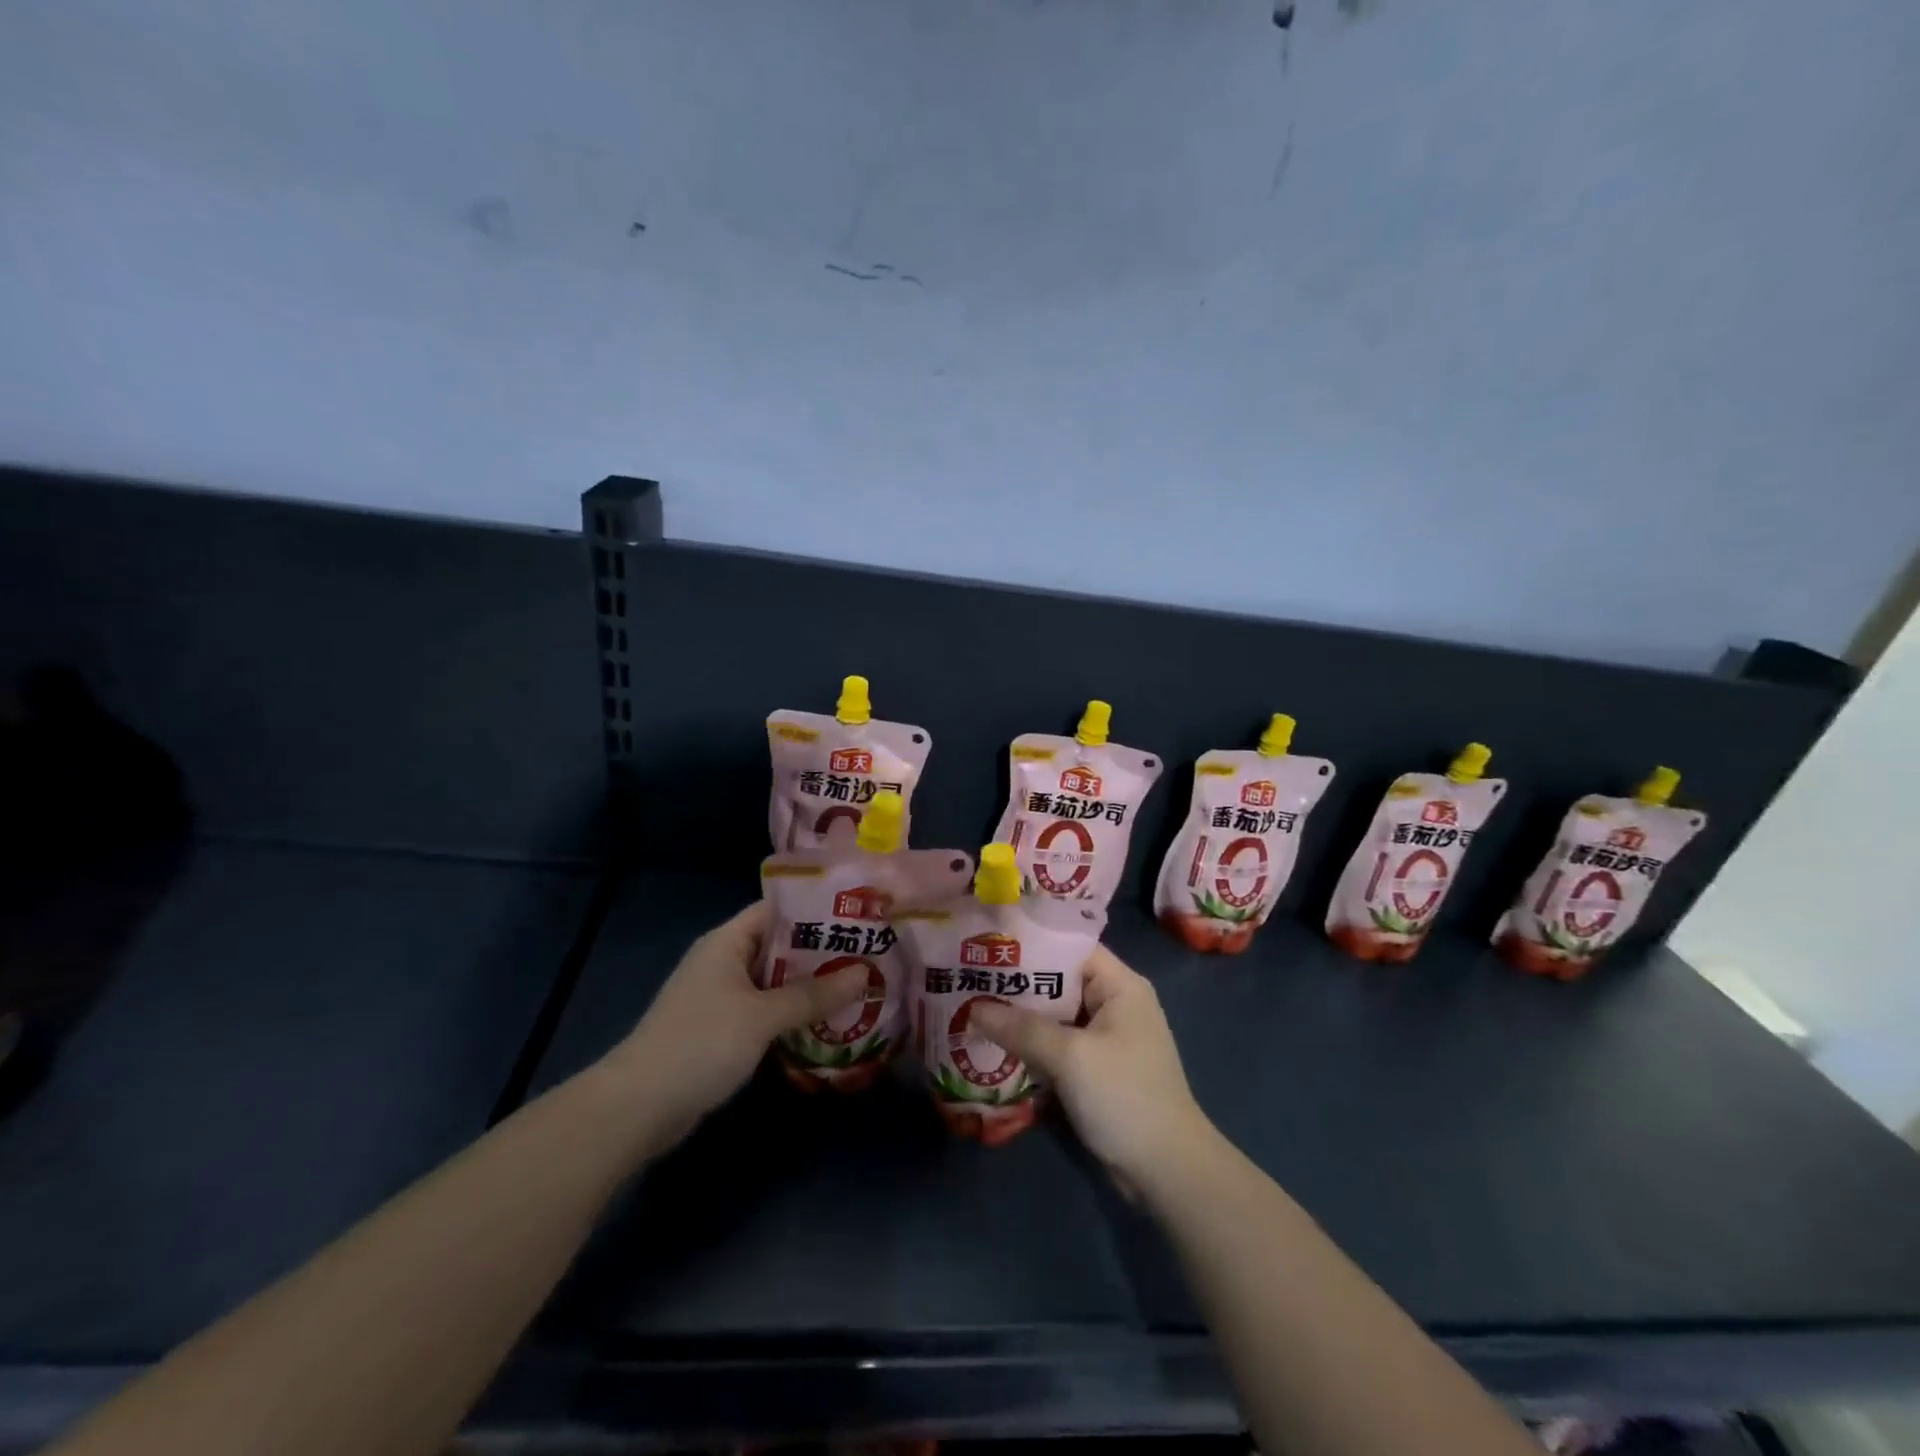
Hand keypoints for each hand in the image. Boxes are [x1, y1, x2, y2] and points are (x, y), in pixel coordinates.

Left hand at [600, 902, 867, 1148]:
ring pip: (776, 981)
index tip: (858, 915)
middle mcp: (724, 961)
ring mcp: (722, 997)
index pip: (778, 910)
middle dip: (822, 952)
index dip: (816, 909)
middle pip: (780, 946)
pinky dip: (793, 1014)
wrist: (638, 1107)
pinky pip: (766, 1011)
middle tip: (869, 955)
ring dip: (811, 987)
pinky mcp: (722, 1030)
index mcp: (728, 941)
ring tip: (859, 987)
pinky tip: (826, 1023)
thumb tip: (864, 974)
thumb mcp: (762, 1016)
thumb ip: (813, 995)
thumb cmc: (700, 1044)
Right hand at [971, 946, 1213, 1191]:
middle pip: (1057, 982)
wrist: (1167, 1173)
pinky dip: (1029, 1047)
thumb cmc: (1125, 1097)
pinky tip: (992, 1047)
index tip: (987, 946)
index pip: (1069, 948)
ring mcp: (1103, 1040)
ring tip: (969, 1009)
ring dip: (1018, 1019)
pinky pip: (1055, 1047)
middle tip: (967, 979)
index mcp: (1119, 986)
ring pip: (1052, 1017)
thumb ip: (1021, 1029)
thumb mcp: (1071, 1057)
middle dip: (1015, 985)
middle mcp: (1112, 1004)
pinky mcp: (1094, 1071)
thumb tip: (972, 1009)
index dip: (1030, 944)